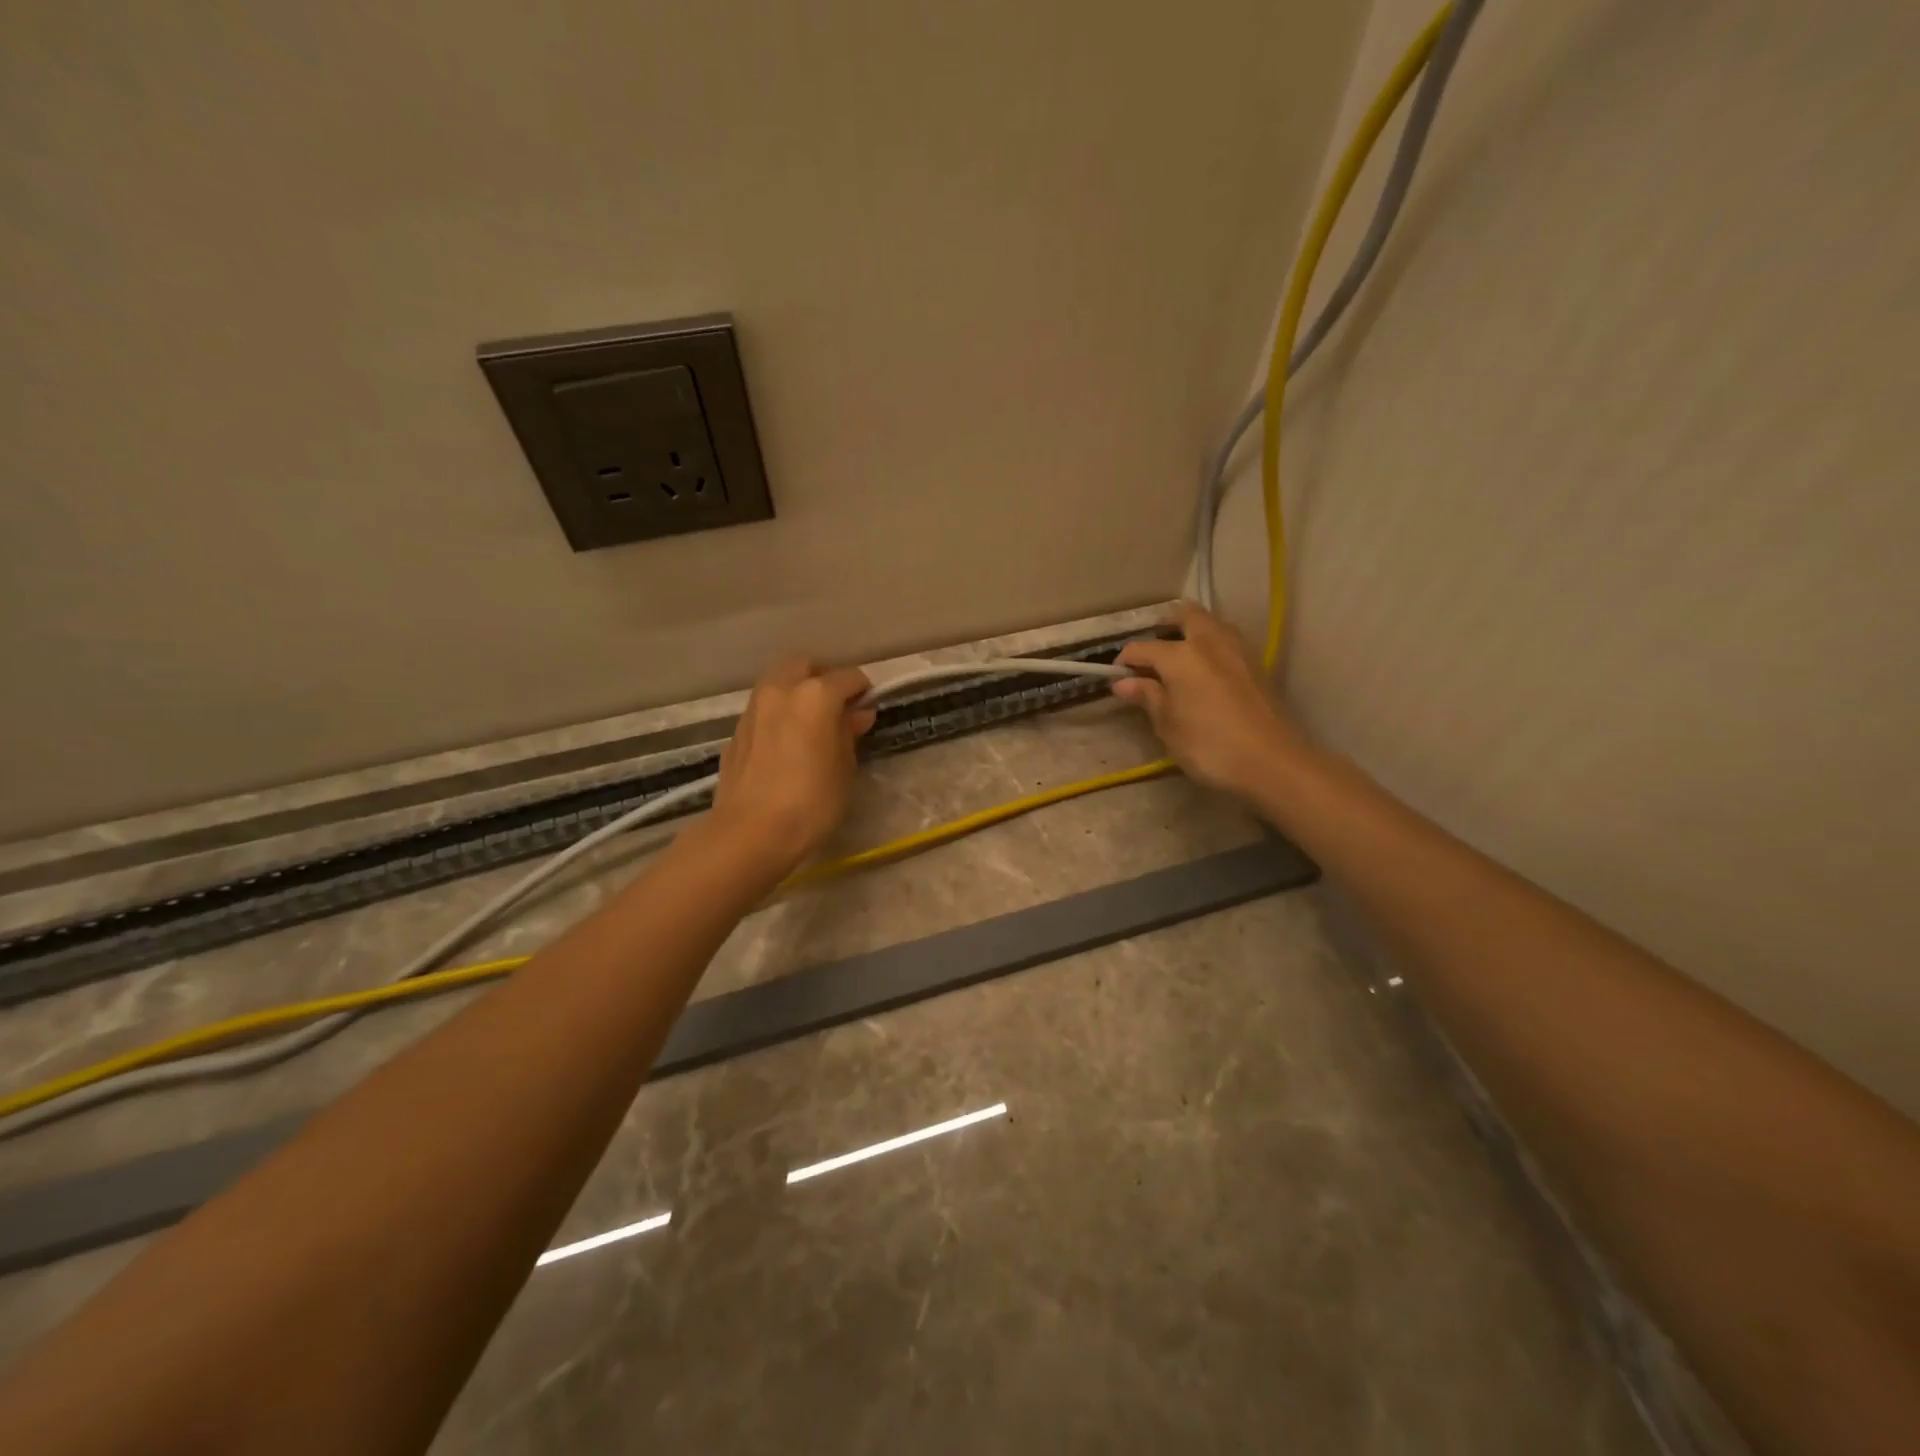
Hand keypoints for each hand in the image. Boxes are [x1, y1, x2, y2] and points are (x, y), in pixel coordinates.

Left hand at [710, 657, 875, 875]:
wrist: (750, 832)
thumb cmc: (811, 801)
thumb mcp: (844, 768)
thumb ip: (849, 734)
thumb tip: (857, 715)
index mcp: (815, 695)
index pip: (848, 678)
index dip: (863, 691)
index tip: (868, 709)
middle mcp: (781, 690)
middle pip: (806, 667)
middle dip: (824, 679)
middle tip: (838, 709)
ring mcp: (754, 708)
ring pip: (779, 683)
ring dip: (798, 693)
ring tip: (812, 725)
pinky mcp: (736, 730)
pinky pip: (764, 709)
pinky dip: (779, 714)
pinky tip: (787, 743)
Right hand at [1112, 602, 1311, 799]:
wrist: (1272, 762)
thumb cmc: (1209, 746)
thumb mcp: (1168, 725)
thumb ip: (1147, 697)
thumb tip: (1123, 683)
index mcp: (1180, 655)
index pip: (1142, 648)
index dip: (1125, 660)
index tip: (1117, 676)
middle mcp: (1210, 642)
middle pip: (1185, 615)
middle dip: (1165, 624)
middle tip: (1152, 648)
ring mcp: (1238, 650)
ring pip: (1211, 624)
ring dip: (1192, 631)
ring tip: (1179, 656)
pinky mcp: (1257, 665)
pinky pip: (1227, 641)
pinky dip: (1211, 646)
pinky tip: (1205, 670)